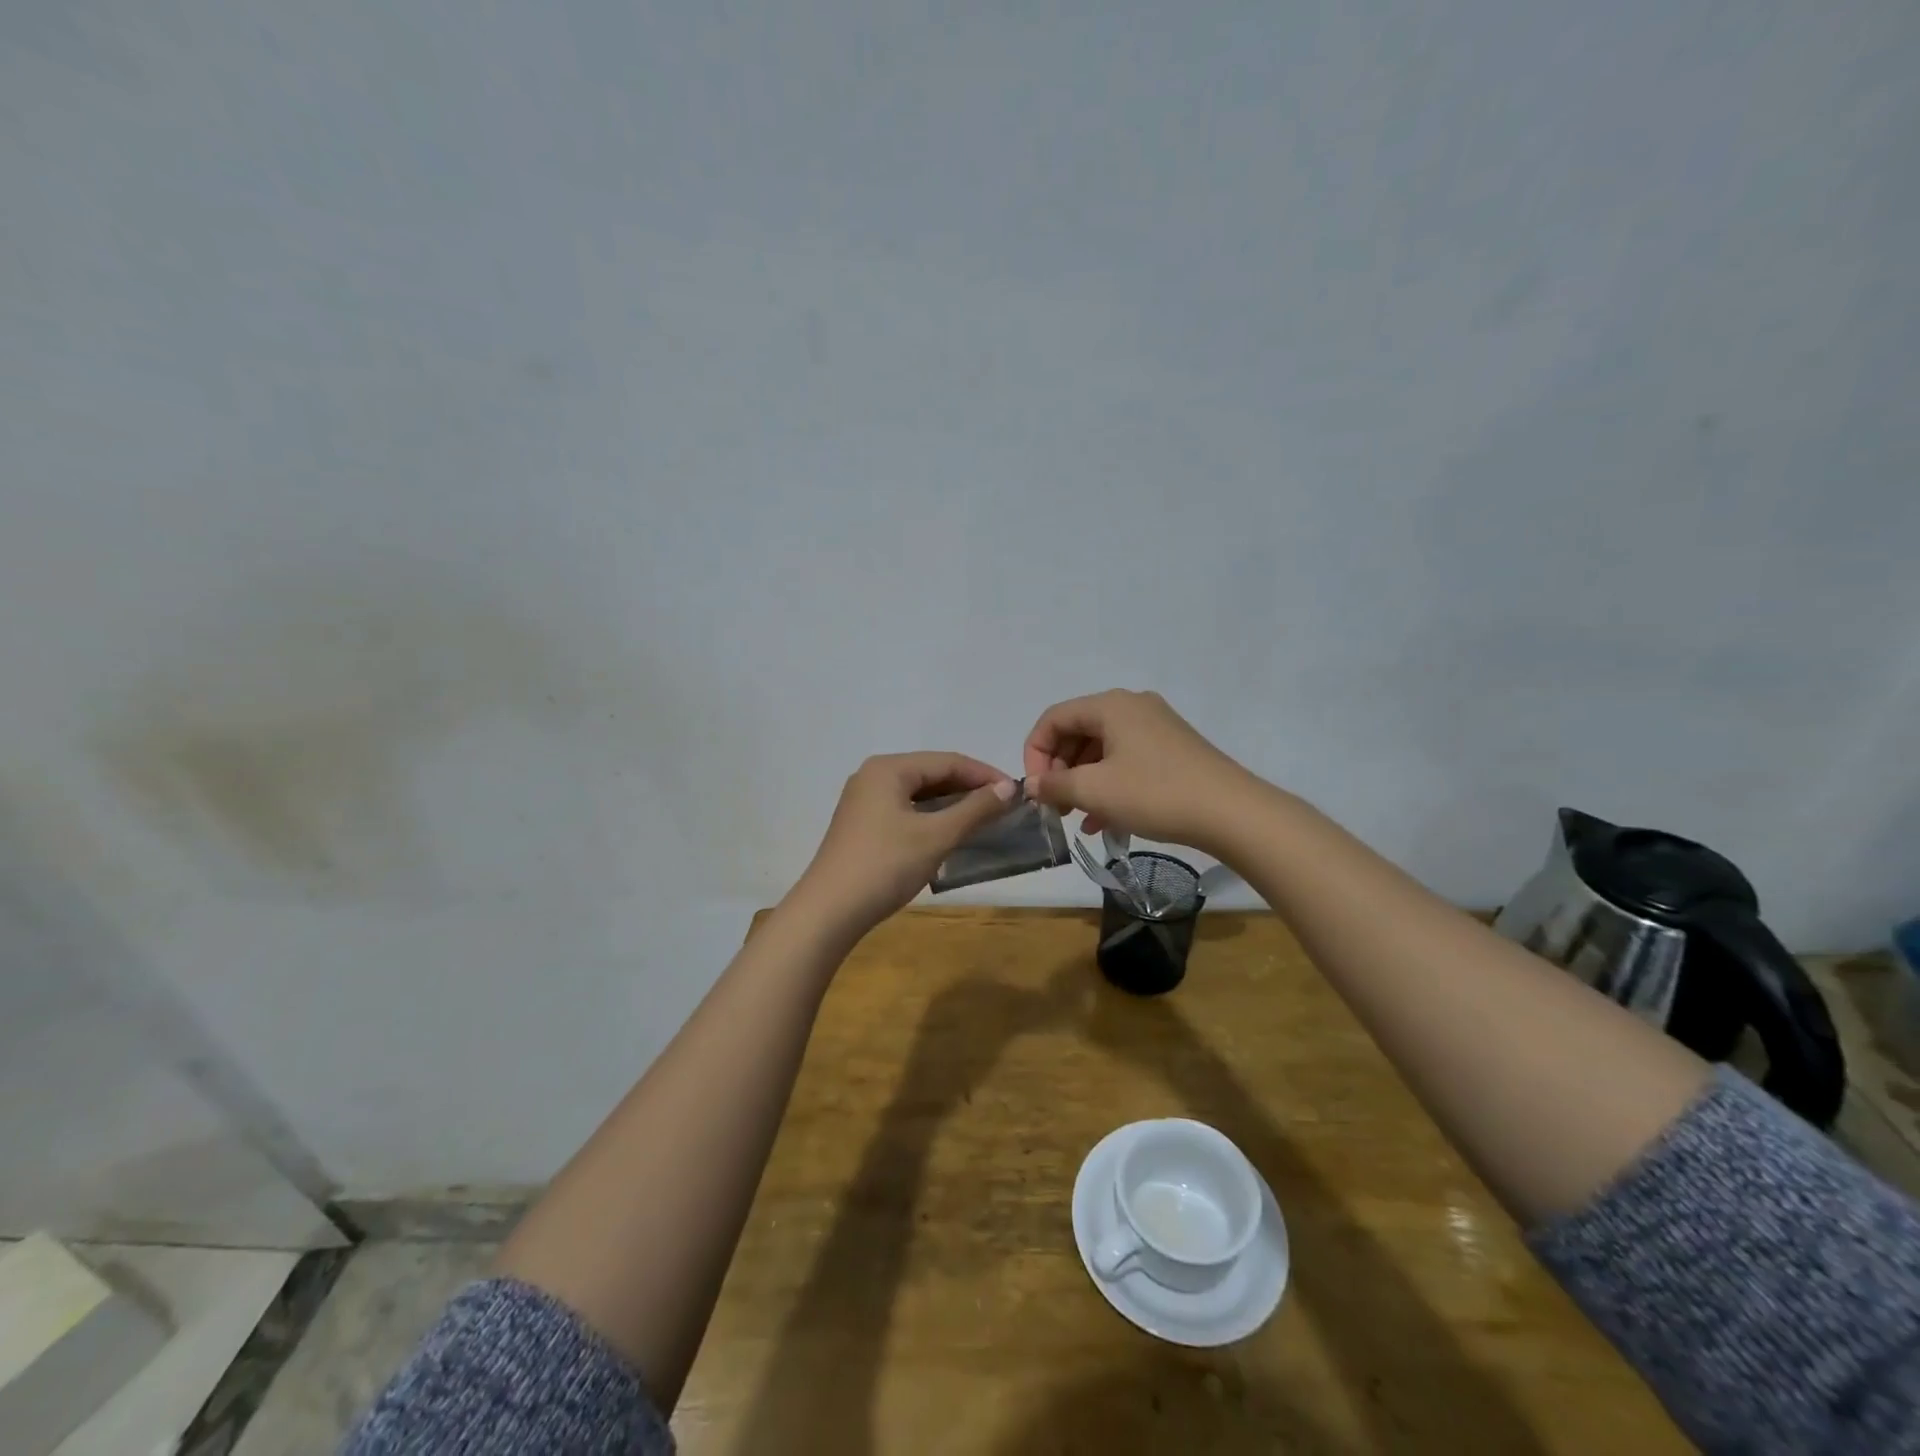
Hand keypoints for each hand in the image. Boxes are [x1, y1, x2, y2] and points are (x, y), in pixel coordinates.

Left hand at [789, 752, 1017, 939]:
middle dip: (968, 788)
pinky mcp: (861, 824)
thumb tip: (1009, 787)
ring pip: (918, 793)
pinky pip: (904, 810)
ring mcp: (863, 800)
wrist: (829, 911)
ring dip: (951, 804)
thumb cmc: (885, 866)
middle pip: (931, 773)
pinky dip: (930, 817)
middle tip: (1003, 808)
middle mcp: (873, 775)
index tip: (1017, 792)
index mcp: (889, 768)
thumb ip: (975, 809)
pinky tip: (948, 833)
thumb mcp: (936, 836)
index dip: (984, 775)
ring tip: (983, 820)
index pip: (947, 761)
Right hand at [1022, 689, 1253, 847]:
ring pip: (1101, 750)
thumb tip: (1031, 785)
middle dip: (1059, 770)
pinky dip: (1108, 785)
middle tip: (1054, 806)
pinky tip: (1104, 821)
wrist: (1231, 812)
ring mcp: (1155, 727)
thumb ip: (1055, 785)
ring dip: (1082, 782)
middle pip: (1077, 732)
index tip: (1036, 789)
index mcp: (1110, 705)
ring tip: (1076, 818)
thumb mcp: (1095, 791)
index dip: (1035, 753)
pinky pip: (1126, 761)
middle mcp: (1132, 707)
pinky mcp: (1172, 750)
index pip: (1054, 719)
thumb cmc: (1155, 793)